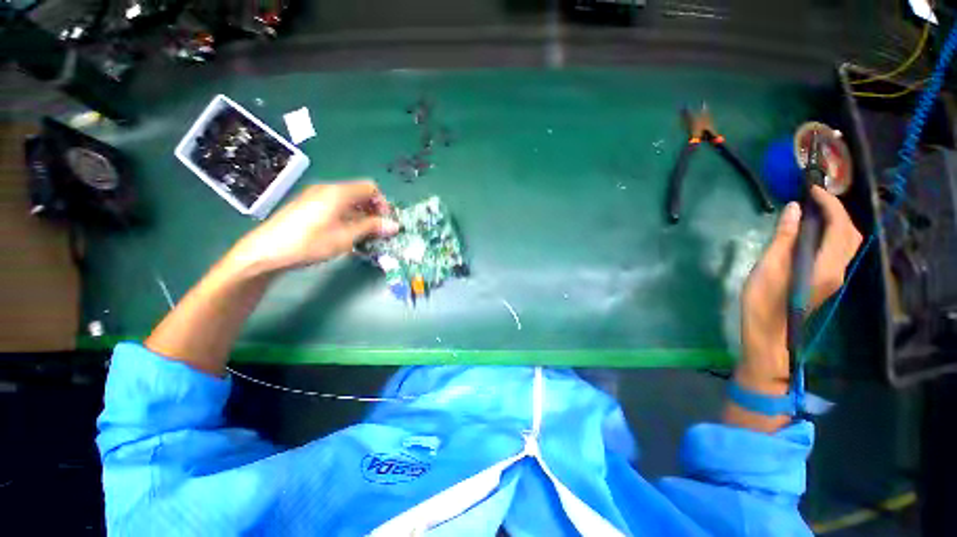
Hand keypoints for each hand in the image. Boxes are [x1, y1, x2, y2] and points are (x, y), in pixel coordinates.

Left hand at [227, 180, 398, 277]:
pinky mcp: (308, 205)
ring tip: (363, 235)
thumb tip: (395, 225)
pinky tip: (345, 233)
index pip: (371, 188)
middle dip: (373, 210)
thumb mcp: (346, 236)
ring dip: (361, 215)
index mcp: (339, 192)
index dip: (383, 204)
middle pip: (360, 193)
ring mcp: (316, 196)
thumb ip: (372, 227)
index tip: (386, 223)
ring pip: (348, 200)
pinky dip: (348, 216)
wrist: (267, 251)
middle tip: (378, 231)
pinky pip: (336, 205)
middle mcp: (328, 189)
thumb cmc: (311, 242)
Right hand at [738, 186, 862, 392]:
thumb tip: (795, 208)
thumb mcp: (768, 266)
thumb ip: (785, 237)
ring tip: (814, 211)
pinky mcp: (826, 280)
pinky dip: (832, 234)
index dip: (830, 204)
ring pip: (847, 242)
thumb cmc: (763, 300)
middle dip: (837, 211)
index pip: (840, 226)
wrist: (768, 331)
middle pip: (850, 233)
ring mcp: (834, 276)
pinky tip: (813, 232)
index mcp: (826, 266)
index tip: (812, 189)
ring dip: (837, 222)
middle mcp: (838, 269)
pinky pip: (838, 251)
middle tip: (814, 198)